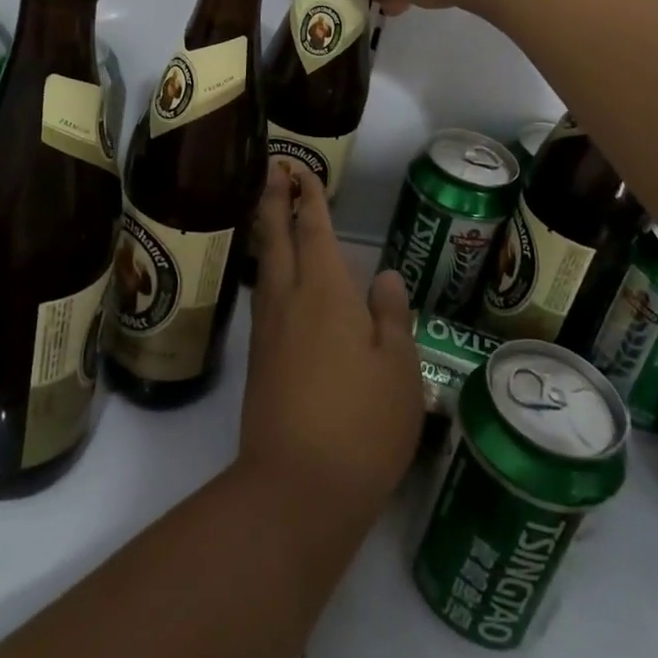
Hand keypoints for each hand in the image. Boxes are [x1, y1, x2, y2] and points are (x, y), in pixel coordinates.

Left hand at [241, 163, 421, 521]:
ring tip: (272, 215)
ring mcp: (268, 330)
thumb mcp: (398, 368)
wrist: (297, 488)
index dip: (308, 198)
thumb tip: (386, 277)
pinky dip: (269, 271)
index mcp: (324, 291)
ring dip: (268, 233)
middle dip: (274, 199)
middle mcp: (288, 300)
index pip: (313, 229)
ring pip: (265, 266)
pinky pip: (264, 296)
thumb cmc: (361, 422)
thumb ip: (391, 315)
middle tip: (273, 170)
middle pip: (275, 237)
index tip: (299, 170)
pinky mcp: (259, 360)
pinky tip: (278, 282)